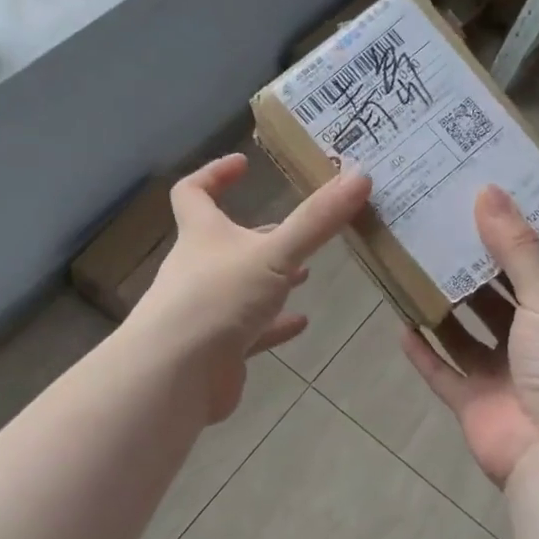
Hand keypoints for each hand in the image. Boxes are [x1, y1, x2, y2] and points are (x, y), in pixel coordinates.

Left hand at [133, 153, 372, 421]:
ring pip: (240, 287)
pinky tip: (300, 323)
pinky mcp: (217, 348)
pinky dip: (273, 325)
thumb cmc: (219, 299)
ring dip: (270, 280)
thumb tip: (361, 174)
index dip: (214, 173)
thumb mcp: (275, 254)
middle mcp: (198, 268)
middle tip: (296, 230)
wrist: (177, 375)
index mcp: (202, 235)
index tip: (243, 162)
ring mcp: (206, 310)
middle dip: (259, 234)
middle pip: (224, 241)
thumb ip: (317, 221)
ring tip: (305, 274)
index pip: (193, 192)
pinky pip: (249, 330)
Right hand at [402, 186, 538, 488]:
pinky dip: (423, 352)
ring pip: (462, 336)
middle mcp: (528, 343)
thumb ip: (515, 249)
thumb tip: (488, 190)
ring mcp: (498, 376)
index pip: (522, 270)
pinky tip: (400, 326)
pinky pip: (442, 372)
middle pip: (489, 302)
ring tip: (406, 276)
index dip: (495, 242)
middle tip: (425, 239)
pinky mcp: (472, 403)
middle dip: (462, 275)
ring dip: (439, 311)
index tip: (462, 211)